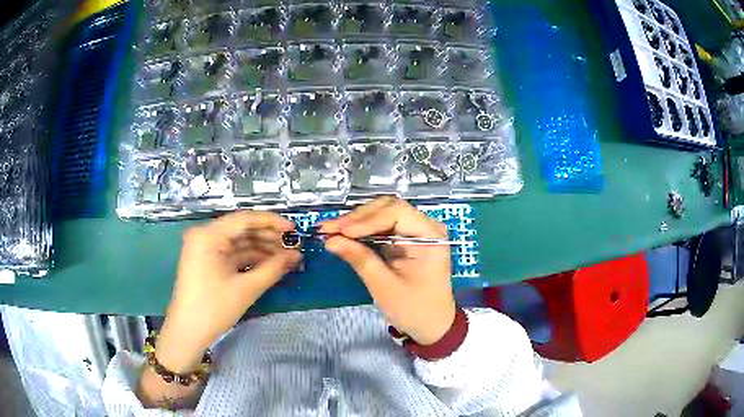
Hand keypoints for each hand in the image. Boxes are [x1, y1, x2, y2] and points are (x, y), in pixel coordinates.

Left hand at [157, 211, 300, 372]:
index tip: (294, 230)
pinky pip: (232, 254)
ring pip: (239, 242)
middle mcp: (205, 235)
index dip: (272, 223)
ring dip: (262, 249)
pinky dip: (251, 259)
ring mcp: (205, 248)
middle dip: (268, 237)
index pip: (244, 219)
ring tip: (286, 257)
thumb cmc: (213, 309)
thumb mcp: (246, 289)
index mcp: (208, 235)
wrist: (188, 332)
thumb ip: (273, 269)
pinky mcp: (207, 261)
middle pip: (242, 229)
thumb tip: (296, 256)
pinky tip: (270, 264)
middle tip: (293, 246)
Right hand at [320, 196, 454, 345]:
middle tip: (329, 229)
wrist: (431, 325)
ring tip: (331, 230)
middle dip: (357, 218)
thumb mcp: (384, 286)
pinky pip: (381, 226)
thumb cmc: (414, 309)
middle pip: (387, 208)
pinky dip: (361, 230)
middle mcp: (425, 226)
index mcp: (430, 235)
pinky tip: (343, 234)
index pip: (396, 212)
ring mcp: (415, 231)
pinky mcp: (405, 239)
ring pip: (382, 214)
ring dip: (356, 222)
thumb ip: (359, 259)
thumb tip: (330, 240)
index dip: (366, 219)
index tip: (340, 231)